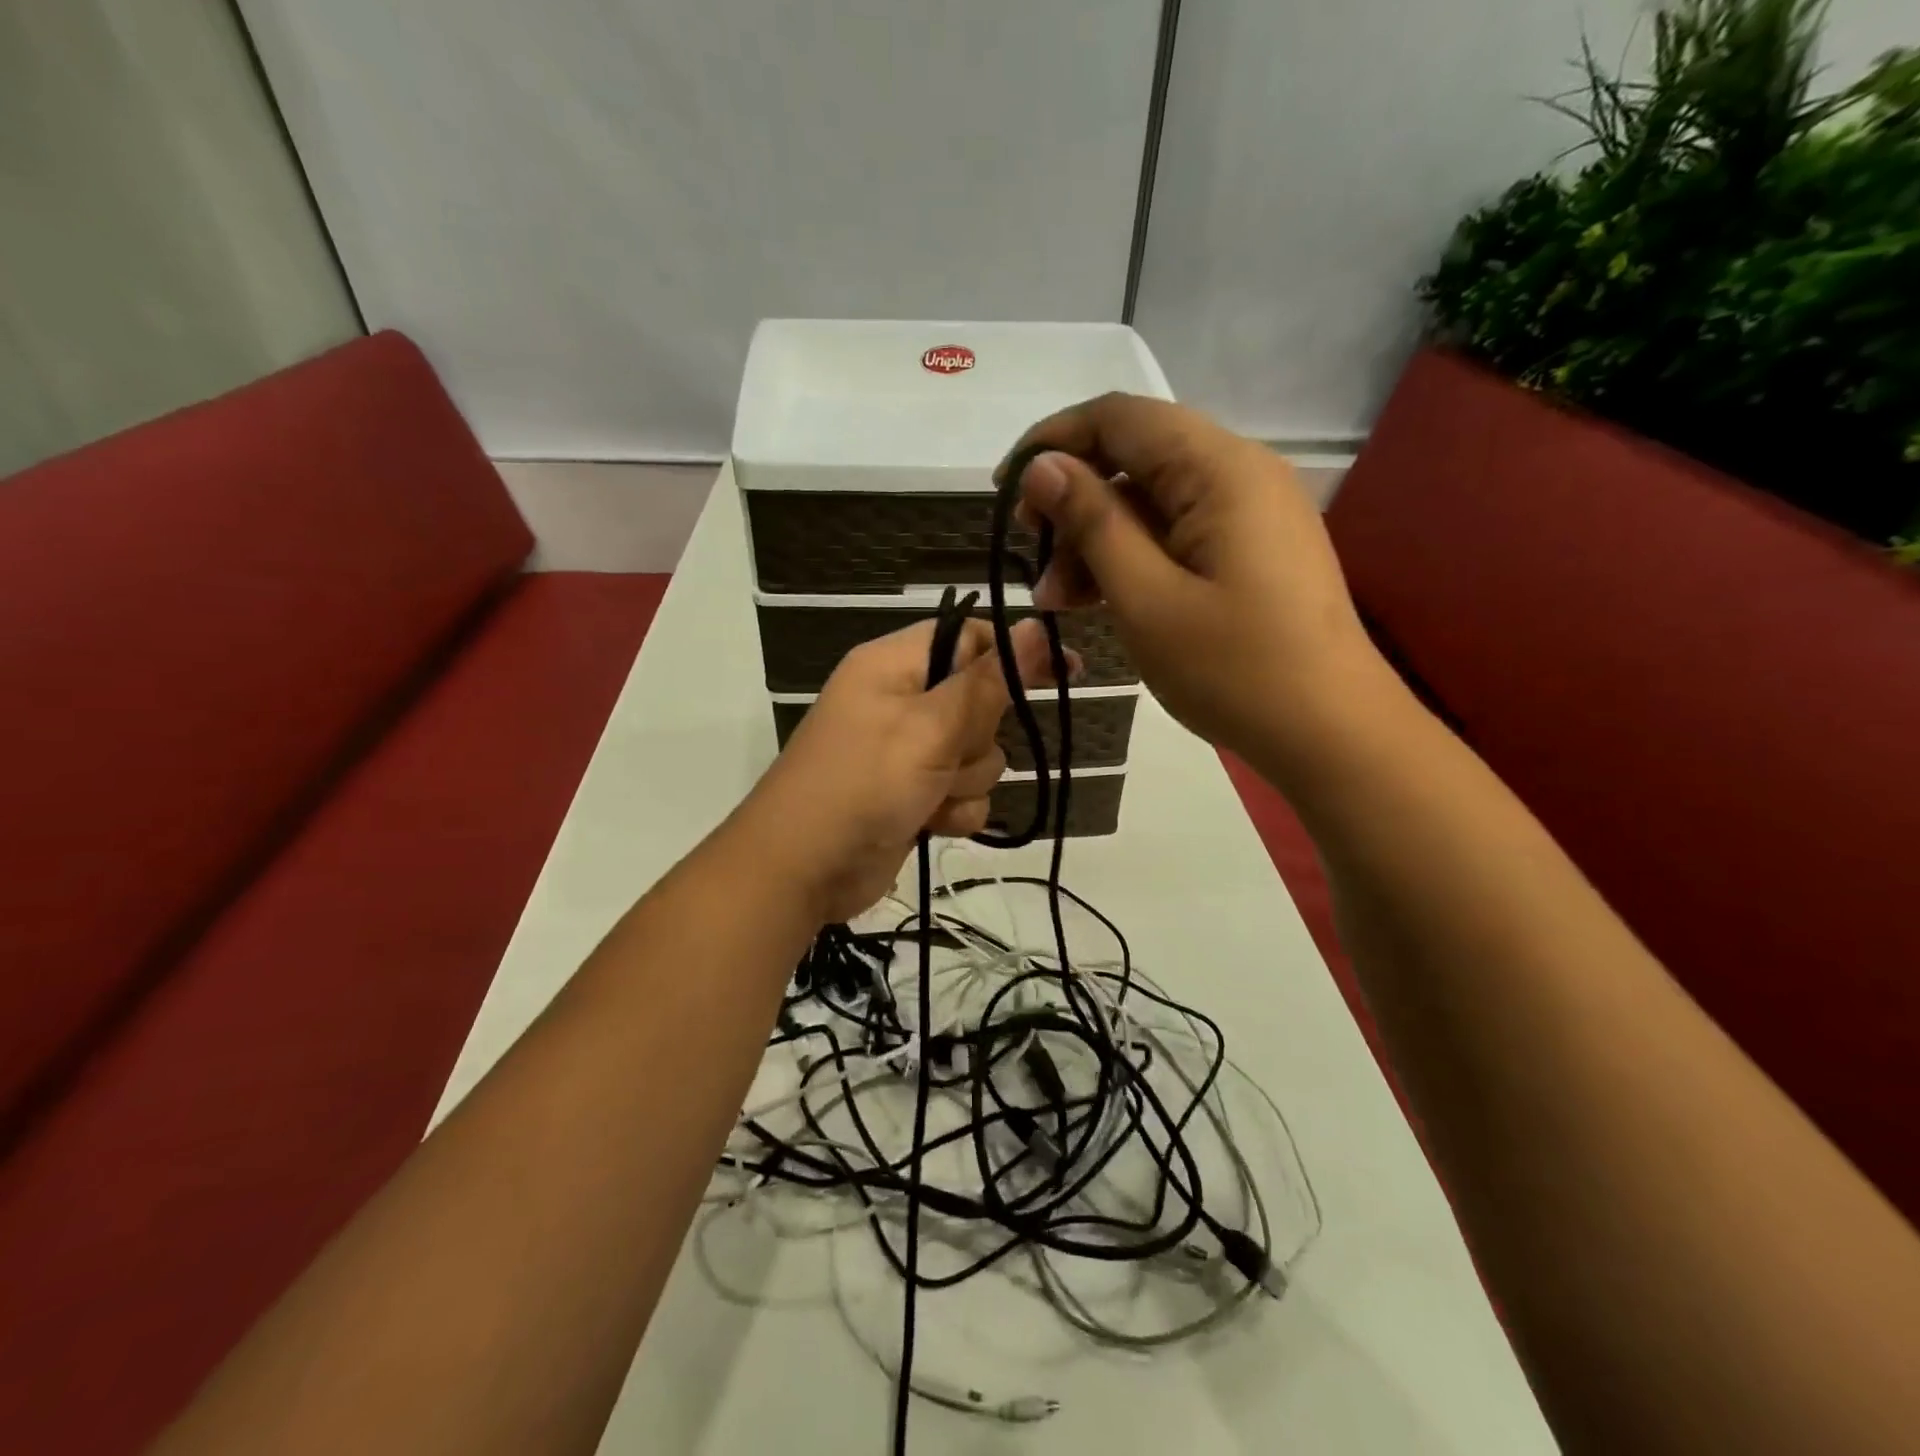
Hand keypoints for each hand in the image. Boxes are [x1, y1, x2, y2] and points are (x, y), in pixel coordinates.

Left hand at [739, 616, 1060, 923]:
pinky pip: (963, 794)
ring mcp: (907, 752)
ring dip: (964, 782)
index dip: (1015, 654)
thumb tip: (1036, 626)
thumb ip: (987, 681)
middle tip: (945, 754)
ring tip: (927, 796)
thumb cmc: (863, 783)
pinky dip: (953, 811)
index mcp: (895, 665)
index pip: (970, 638)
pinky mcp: (913, 795)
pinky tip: (928, 824)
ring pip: (979, 756)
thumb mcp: (929, 727)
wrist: (802, 870)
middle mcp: (902, 701)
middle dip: (977, 738)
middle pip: (981, 703)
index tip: (1065, 671)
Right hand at [1002, 393, 1377, 763]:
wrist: (1331, 733)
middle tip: (1033, 563)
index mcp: (1219, 468)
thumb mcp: (1146, 598)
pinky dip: (1133, 560)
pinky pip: (1177, 535)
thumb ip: (1092, 523)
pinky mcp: (1251, 551)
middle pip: (1134, 458)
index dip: (1052, 441)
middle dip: (1073, 504)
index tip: (1004, 490)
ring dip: (1097, 542)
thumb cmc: (1234, 670)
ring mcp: (1250, 514)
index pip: (1119, 417)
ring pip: (1151, 503)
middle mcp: (1240, 473)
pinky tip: (1100, 600)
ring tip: (1058, 602)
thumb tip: (1042, 467)